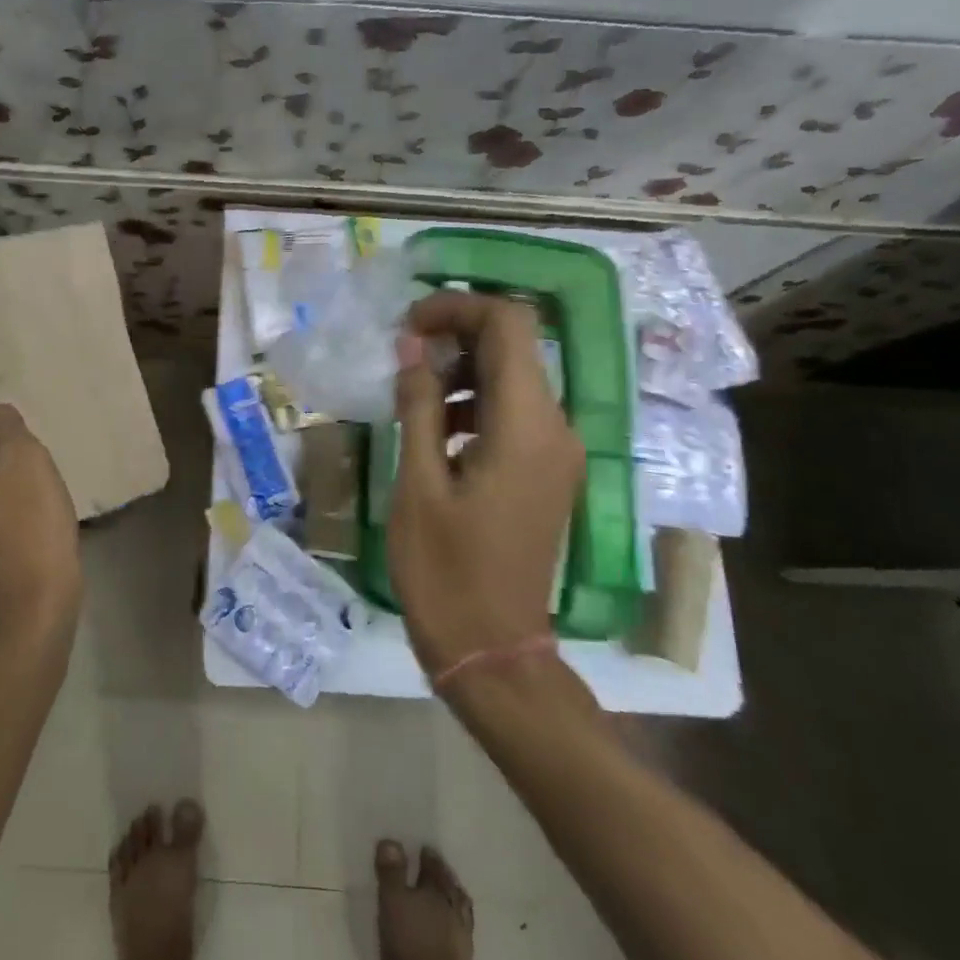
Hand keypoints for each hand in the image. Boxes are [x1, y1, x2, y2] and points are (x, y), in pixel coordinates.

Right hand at [389, 291, 582, 674]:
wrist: (492, 651)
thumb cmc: (445, 570)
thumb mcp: (418, 483)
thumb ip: (419, 405)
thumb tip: (411, 346)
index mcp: (526, 426)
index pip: (509, 325)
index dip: (457, 308)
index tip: (408, 325)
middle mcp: (555, 428)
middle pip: (515, 345)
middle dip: (457, 333)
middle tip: (402, 350)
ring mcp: (557, 452)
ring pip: (515, 377)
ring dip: (464, 367)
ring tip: (412, 390)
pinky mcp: (547, 472)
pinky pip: (516, 413)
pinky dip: (476, 400)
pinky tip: (436, 428)